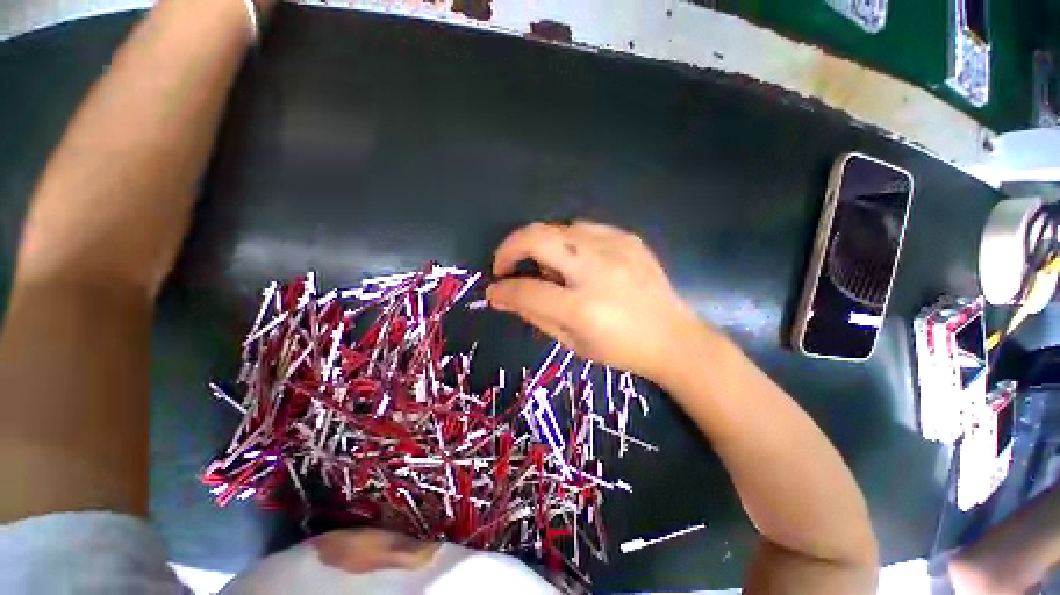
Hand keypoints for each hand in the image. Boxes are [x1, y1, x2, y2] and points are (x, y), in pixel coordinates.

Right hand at [487, 221, 703, 378]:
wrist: (673, 337)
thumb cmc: (621, 349)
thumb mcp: (572, 343)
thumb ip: (535, 315)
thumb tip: (503, 297)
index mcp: (582, 307)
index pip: (526, 290)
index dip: (501, 290)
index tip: (493, 290)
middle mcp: (596, 269)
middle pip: (537, 238)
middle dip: (509, 247)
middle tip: (505, 265)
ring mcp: (615, 248)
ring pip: (558, 227)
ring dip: (539, 244)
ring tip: (544, 267)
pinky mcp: (628, 238)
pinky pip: (583, 228)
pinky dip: (567, 240)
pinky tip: (574, 259)